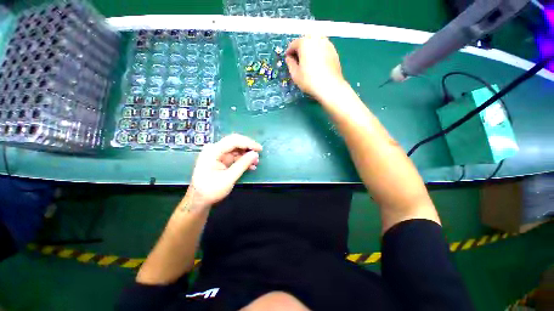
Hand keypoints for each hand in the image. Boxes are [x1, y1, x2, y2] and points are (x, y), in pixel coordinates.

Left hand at [190, 134, 261, 205]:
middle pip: (235, 142)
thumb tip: (255, 154)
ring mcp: (217, 154)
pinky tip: (250, 166)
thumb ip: (242, 164)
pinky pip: (234, 156)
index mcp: (213, 151)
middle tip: (259, 153)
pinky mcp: (221, 159)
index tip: (260, 149)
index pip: (233, 141)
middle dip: (248, 148)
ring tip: (256, 162)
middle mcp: (215, 149)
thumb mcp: (229, 178)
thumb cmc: (211, 190)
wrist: (199, 200)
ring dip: (246, 155)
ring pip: (236, 149)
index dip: (248, 143)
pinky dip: (243, 160)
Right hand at [285, 36, 345, 99]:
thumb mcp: (295, 74)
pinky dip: (318, 51)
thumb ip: (290, 63)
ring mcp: (327, 44)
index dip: (289, 52)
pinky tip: (317, 62)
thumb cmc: (309, 81)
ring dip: (310, 48)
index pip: (293, 44)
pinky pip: (323, 47)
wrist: (329, 86)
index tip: (288, 59)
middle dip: (300, 48)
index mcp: (305, 43)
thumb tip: (289, 58)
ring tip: (308, 59)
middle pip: (305, 40)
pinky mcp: (334, 51)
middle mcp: (316, 39)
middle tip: (298, 59)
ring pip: (315, 41)